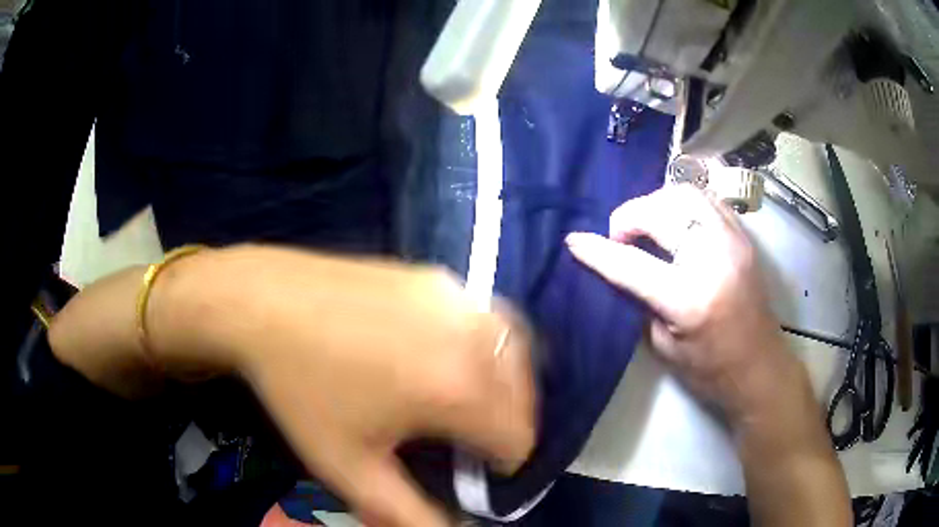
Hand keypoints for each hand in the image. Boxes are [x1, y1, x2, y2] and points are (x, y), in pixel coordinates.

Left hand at [150, 247, 535, 526]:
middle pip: (525, 396)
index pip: (520, 438)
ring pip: (514, 353)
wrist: (266, 303)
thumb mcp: (349, 466)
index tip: (468, 467)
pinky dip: (486, 346)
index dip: (499, 465)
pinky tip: (448, 353)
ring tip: (464, 396)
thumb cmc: (303, 389)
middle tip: (464, 437)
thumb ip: (408, 513)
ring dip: (503, 385)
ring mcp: (458, 297)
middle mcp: (474, 336)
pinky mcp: (438, 277)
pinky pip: (487, 319)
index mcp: (458, 388)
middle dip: (505, 425)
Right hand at [565, 184, 787, 420]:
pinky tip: (675, 222)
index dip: (598, 251)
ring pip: (686, 193)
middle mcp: (715, 258)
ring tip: (647, 225)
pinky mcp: (743, 237)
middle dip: (630, 216)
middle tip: (621, 237)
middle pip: (662, 210)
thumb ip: (641, 298)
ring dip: (656, 203)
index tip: (573, 241)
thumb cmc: (710, 370)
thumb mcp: (664, 345)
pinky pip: (707, 199)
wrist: (760, 369)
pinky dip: (682, 203)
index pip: (632, 264)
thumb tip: (619, 265)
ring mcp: (734, 241)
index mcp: (689, 298)